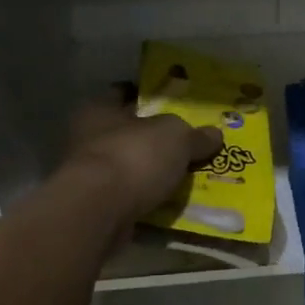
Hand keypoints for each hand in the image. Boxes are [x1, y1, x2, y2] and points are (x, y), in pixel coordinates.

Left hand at [60, 84, 223, 228]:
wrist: (100, 212)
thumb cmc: (134, 156)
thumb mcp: (177, 137)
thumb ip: (195, 136)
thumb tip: (214, 134)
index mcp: (99, 110)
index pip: (123, 93)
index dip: (147, 95)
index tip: (172, 102)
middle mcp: (89, 138)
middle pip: (129, 132)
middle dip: (155, 138)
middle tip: (188, 141)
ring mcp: (91, 176)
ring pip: (130, 167)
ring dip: (153, 172)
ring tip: (187, 174)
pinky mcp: (97, 207)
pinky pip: (131, 197)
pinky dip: (149, 199)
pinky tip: (174, 201)